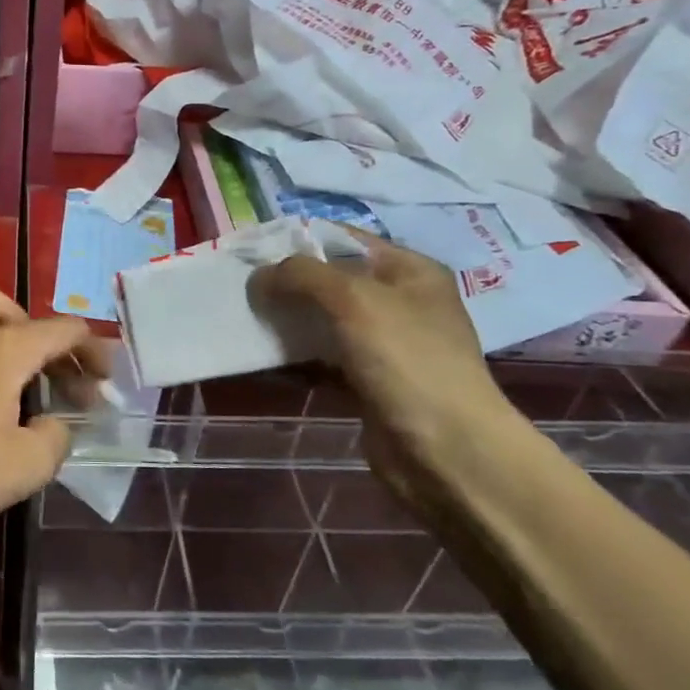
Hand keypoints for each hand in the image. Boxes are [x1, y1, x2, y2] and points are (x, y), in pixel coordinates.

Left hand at [0, 286, 106, 545]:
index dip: (92, 350)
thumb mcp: (26, 467)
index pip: (62, 331)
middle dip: (48, 342)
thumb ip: (55, 438)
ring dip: (0, 324)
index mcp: (4, 350)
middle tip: (59, 381)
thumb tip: (53, 424)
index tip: (104, 380)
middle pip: (19, 314)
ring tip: (8, 357)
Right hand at [250, 232, 510, 460]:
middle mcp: (399, 301)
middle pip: (329, 280)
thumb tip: (259, 276)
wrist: (446, 451)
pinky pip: (323, 359)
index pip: (343, 239)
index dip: (298, 240)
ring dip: (287, 321)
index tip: (252, 252)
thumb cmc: (407, 360)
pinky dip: (296, 358)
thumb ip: (301, 275)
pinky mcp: (368, 381)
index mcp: (409, 270)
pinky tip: (265, 359)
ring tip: (246, 321)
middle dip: (286, 284)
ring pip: (323, 321)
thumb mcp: (353, 299)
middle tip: (244, 289)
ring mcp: (384, 344)